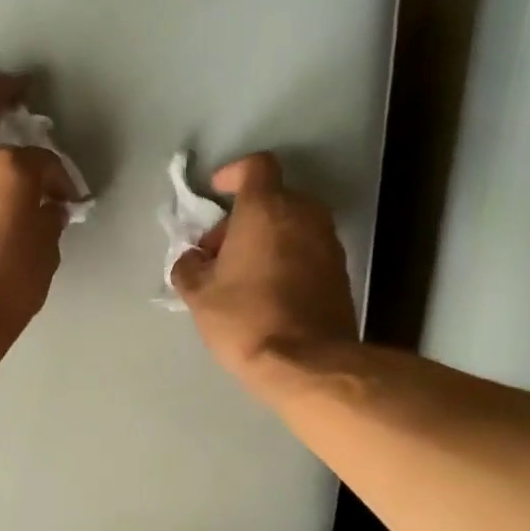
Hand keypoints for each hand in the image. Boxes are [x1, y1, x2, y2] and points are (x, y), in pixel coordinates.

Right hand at [170, 152, 356, 385]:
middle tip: (218, 254)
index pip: (256, 167)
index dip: (233, 174)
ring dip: (265, 240)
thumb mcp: (199, 295)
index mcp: (267, 209)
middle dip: (242, 219)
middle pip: (272, 199)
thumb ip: (189, 267)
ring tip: (240, 277)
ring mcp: (327, 243)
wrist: (306, 363)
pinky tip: (266, 293)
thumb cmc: (246, 319)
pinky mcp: (339, 272)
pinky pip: (306, 250)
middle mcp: (304, 216)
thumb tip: (193, 259)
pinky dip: (285, 259)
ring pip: (291, 226)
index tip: (216, 193)